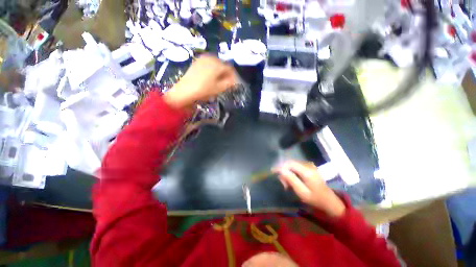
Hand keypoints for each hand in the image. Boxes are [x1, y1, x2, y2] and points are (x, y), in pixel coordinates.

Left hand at [164, 55, 236, 108]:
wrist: (184, 91)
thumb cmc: (204, 90)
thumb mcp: (219, 88)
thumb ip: (229, 83)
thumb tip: (235, 81)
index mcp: (217, 64)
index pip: (230, 68)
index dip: (234, 76)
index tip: (234, 84)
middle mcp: (211, 58)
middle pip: (223, 65)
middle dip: (227, 74)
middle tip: (227, 83)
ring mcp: (203, 59)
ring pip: (216, 64)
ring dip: (220, 72)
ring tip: (220, 82)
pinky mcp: (197, 62)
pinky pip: (209, 64)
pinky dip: (213, 70)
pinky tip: (211, 78)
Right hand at [274, 161, 345, 217]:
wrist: (330, 202)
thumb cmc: (316, 199)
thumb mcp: (302, 192)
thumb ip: (291, 179)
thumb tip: (280, 170)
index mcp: (307, 171)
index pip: (290, 163)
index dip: (280, 166)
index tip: (273, 172)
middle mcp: (308, 165)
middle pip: (290, 163)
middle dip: (284, 171)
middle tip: (284, 184)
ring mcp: (310, 166)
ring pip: (292, 165)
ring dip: (288, 173)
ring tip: (288, 184)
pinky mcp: (310, 168)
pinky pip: (296, 167)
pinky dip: (292, 173)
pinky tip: (293, 181)